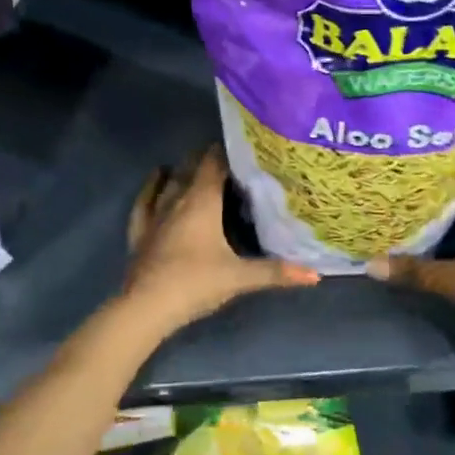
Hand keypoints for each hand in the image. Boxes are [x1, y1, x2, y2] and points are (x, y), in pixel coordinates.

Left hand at [122, 146, 318, 333]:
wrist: (147, 306)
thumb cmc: (196, 283)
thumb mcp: (240, 278)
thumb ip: (276, 272)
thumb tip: (315, 274)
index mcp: (202, 202)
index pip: (214, 164)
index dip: (227, 152)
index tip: (243, 147)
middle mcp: (177, 200)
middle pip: (191, 169)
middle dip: (206, 159)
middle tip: (227, 158)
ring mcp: (154, 215)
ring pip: (167, 183)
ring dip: (180, 171)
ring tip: (194, 164)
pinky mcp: (139, 233)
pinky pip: (143, 203)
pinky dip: (150, 189)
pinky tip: (155, 182)